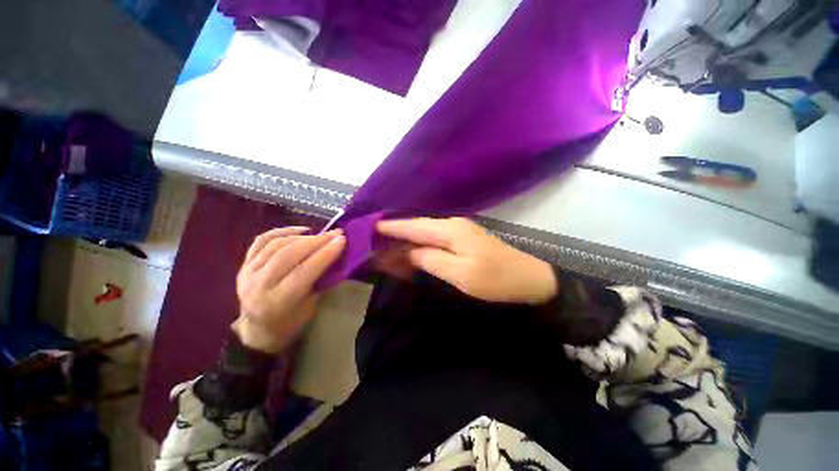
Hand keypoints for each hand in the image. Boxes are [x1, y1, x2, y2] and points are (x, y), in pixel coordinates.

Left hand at [234, 227, 345, 353]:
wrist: (257, 330)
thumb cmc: (290, 322)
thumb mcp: (310, 306)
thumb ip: (320, 281)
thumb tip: (335, 256)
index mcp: (277, 302)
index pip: (304, 271)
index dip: (325, 254)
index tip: (342, 240)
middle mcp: (258, 285)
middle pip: (289, 254)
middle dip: (316, 241)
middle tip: (335, 233)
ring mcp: (247, 273)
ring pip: (277, 244)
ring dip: (303, 236)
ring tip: (321, 234)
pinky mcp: (243, 264)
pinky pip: (262, 240)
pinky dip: (283, 231)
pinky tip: (300, 230)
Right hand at [376, 217, 557, 304]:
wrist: (529, 279)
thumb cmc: (495, 279)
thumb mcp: (460, 273)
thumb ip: (430, 259)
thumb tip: (408, 252)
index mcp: (450, 230)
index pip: (413, 226)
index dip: (391, 227)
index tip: (369, 228)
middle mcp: (452, 224)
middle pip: (416, 227)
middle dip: (395, 233)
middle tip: (373, 241)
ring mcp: (458, 231)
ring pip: (424, 233)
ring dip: (405, 240)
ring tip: (385, 247)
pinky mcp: (462, 240)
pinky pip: (433, 240)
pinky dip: (419, 245)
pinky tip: (409, 251)